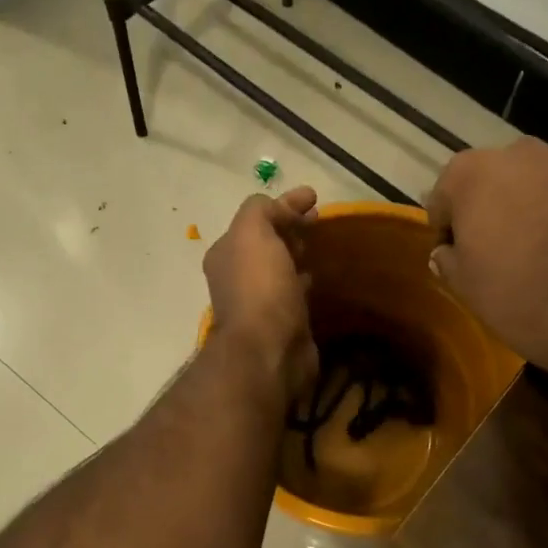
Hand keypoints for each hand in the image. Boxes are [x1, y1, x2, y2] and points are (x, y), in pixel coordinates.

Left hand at [203, 186, 319, 399]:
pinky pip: (294, 292)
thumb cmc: (259, 287)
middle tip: (318, 220)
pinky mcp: (281, 322)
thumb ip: (261, 210)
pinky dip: (304, 280)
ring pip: (280, 267)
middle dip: (289, 227)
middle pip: (266, 242)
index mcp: (227, 252)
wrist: (269, 350)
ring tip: (320, 245)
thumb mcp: (253, 233)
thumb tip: (282, 207)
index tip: (314, 197)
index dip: (284, 203)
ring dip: (296, 253)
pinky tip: (318, 277)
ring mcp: (259, 301)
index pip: (256, 218)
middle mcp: (238, 276)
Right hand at [426, 139, 547, 394]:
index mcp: (472, 172)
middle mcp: (518, 155)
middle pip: (488, 183)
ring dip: (522, 213)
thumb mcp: (465, 286)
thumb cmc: (519, 296)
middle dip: (485, 212)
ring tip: (529, 257)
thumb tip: (448, 251)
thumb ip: (448, 259)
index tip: (455, 258)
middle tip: (489, 255)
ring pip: (528, 189)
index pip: (443, 198)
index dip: (446, 230)